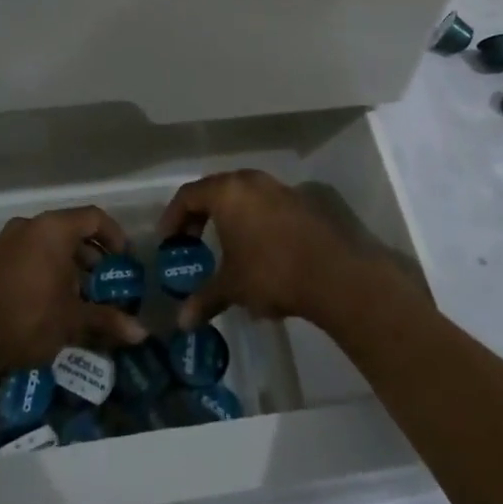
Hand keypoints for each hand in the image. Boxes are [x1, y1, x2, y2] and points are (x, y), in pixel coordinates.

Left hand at [0, 205, 147, 373]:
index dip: (114, 236)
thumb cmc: (27, 318)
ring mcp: (2, 241)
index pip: (94, 217)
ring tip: (74, 295)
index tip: (124, 260)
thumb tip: (141, 334)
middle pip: (68, 230)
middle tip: (102, 282)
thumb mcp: (72, 320)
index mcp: (52, 229)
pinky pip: (22, 256)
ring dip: (63, 264)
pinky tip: (42, 302)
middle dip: (89, 255)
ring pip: (43, 244)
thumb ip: (107, 321)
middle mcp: (27, 225)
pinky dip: (39, 270)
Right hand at [157, 169, 366, 329]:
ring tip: (225, 245)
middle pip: (216, 190)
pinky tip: (257, 248)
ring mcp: (279, 188)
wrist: (334, 273)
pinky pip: (266, 204)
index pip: (188, 195)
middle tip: (192, 241)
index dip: (173, 216)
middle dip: (200, 215)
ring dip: (229, 216)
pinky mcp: (302, 201)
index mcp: (227, 192)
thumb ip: (205, 299)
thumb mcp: (232, 287)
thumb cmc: (271, 272)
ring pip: (243, 195)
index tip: (168, 240)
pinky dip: (253, 219)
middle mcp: (251, 181)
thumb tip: (182, 322)